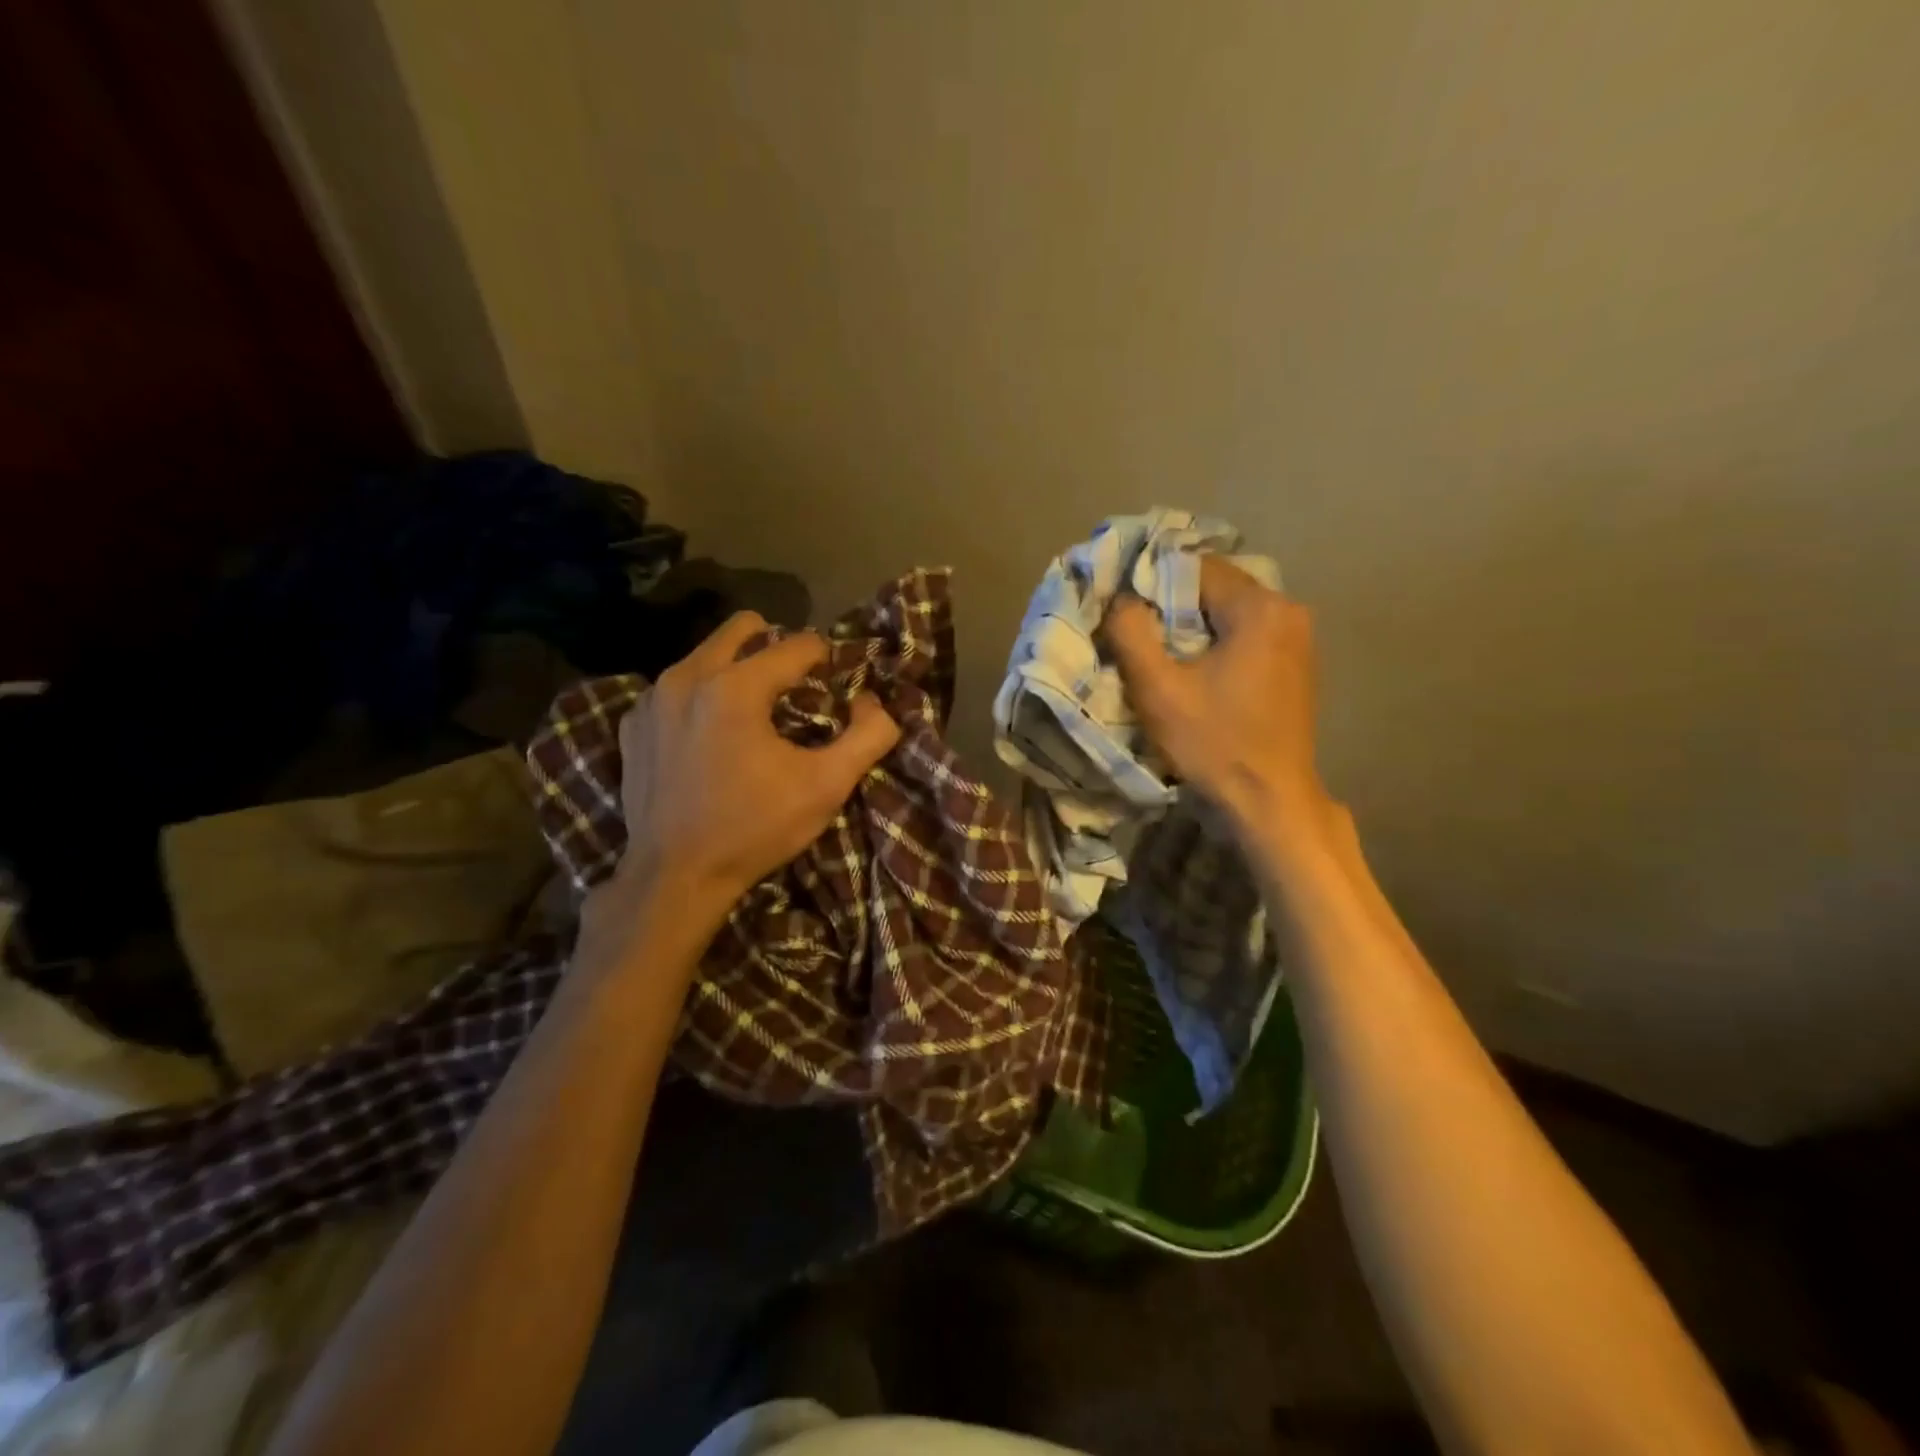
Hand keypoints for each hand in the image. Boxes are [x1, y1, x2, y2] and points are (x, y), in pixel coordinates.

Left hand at [598, 611, 900, 932]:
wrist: (674, 878)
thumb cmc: (754, 828)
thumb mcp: (826, 785)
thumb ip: (868, 735)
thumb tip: (873, 702)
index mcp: (735, 685)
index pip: (797, 644)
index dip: (826, 658)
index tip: (834, 684)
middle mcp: (687, 676)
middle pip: (742, 628)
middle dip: (775, 646)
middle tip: (794, 686)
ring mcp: (651, 699)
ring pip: (705, 655)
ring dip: (736, 670)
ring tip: (753, 713)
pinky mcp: (632, 725)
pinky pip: (674, 688)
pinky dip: (699, 698)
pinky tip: (709, 737)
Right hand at [1104, 558, 1333, 854]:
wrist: (1269, 800)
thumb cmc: (1213, 742)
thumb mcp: (1157, 689)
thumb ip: (1130, 633)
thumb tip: (1120, 599)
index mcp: (1259, 607)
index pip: (1193, 566)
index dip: (1152, 584)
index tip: (1125, 614)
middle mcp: (1287, 609)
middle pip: (1214, 587)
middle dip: (1172, 606)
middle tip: (1138, 635)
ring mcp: (1298, 637)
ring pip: (1229, 612)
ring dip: (1194, 626)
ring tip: (1163, 655)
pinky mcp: (1296, 663)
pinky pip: (1247, 634)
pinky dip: (1217, 642)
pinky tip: (1197, 671)